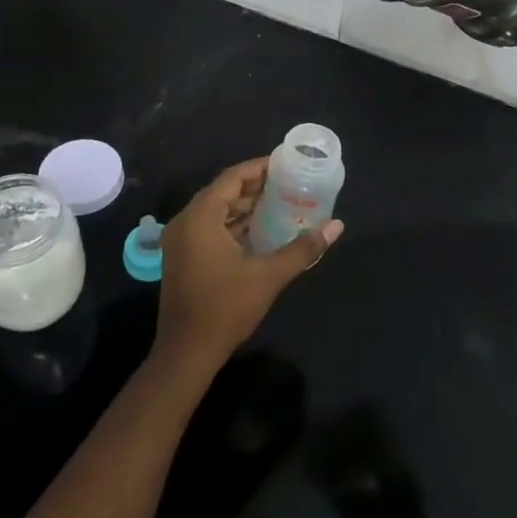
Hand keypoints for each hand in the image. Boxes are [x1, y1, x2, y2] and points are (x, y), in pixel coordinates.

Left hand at [151, 158, 342, 380]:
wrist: (187, 353)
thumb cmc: (226, 308)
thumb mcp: (269, 275)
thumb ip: (303, 248)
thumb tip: (336, 226)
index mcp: (200, 216)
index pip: (232, 178)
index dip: (259, 168)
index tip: (285, 165)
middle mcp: (185, 221)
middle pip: (222, 192)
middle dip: (255, 186)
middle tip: (287, 183)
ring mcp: (180, 241)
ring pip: (215, 211)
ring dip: (244, 206)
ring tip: (279, 203)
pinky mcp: (182, 257)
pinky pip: (209, 227)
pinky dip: (232, 224)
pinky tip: (258, 230)